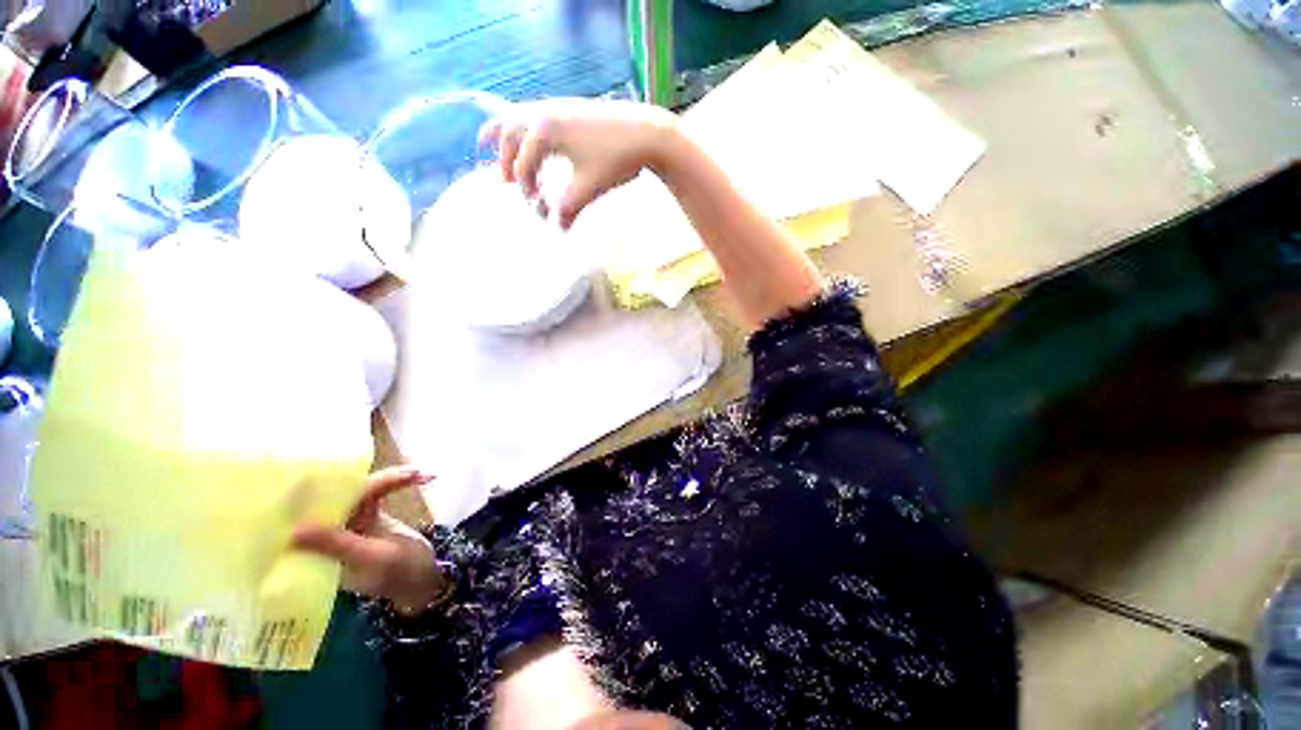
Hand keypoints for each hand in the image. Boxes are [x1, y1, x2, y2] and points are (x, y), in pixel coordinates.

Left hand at [292, 466, 445, 615]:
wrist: (423, 579)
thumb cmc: (400, 574)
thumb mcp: (372, 559)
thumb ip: (339, 545)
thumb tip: (295, 531)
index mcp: (319, 549)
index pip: (317, 511)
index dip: (329, 491)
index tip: (350, 476)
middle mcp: (329, 532)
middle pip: (343, 494)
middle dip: (375, 479)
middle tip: (409, 473)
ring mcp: (349, 521)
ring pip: (363, 488)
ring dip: (392, 478)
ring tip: (419, 474)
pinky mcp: (368, 513)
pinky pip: (379, 490)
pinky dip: (397, 482)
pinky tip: (419, 477)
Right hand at [479, 98, 679, 229]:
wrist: (646, 132)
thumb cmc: (616, 160)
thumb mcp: (589, 187)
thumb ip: (568, 208)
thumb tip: (558, 228)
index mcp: (544, 131)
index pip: (523, 166)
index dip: (527, 191)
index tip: (539, 210)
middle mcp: (543, 113)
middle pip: (509, 132)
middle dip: (505, 158)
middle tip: (505, 181)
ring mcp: (556, 106)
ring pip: (518, 116)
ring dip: (508, 135)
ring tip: (497, 146)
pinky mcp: (569, 107)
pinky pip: (535, 114)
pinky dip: (524, 127)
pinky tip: (534, 140)